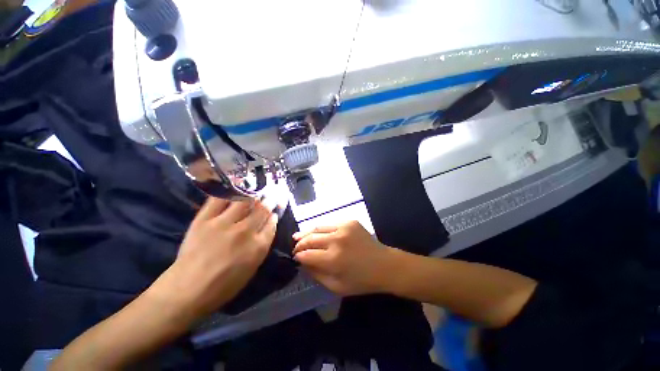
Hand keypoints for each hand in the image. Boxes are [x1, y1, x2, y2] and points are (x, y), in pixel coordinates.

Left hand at [154, 197, 277, 317]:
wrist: (187, 289)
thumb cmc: (224, 285)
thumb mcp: (252, 268)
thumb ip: (263, 245)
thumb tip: (267, 226)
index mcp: (258, 246)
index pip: (271, 223)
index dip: (274, 215)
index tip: (273, 212)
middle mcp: (244, 231)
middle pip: (262, 209)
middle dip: (269, 201)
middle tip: (271, 195)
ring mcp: (224, 223)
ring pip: (245, 201)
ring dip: (254, 194)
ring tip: (256, 191)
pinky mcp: (205, 219)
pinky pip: (220, 200)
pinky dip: (230, 190)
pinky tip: (237, 184)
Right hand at [293, 220, 395, 295]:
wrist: (384, 265)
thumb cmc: (362, 281)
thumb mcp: (337, 286)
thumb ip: (317, 274)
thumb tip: (303, 263)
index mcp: (333, 259)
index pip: (307, 254)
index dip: (298, 256)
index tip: (295, 257)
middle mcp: (337, 240)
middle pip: (310, 238)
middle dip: (299, 243)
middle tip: (295, 246)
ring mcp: (344, 227)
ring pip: (318, 227)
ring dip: (307, 232)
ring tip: (298, 236)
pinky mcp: (350, 221)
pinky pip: (331, 224)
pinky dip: (322, 229)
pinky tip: (318, 233)